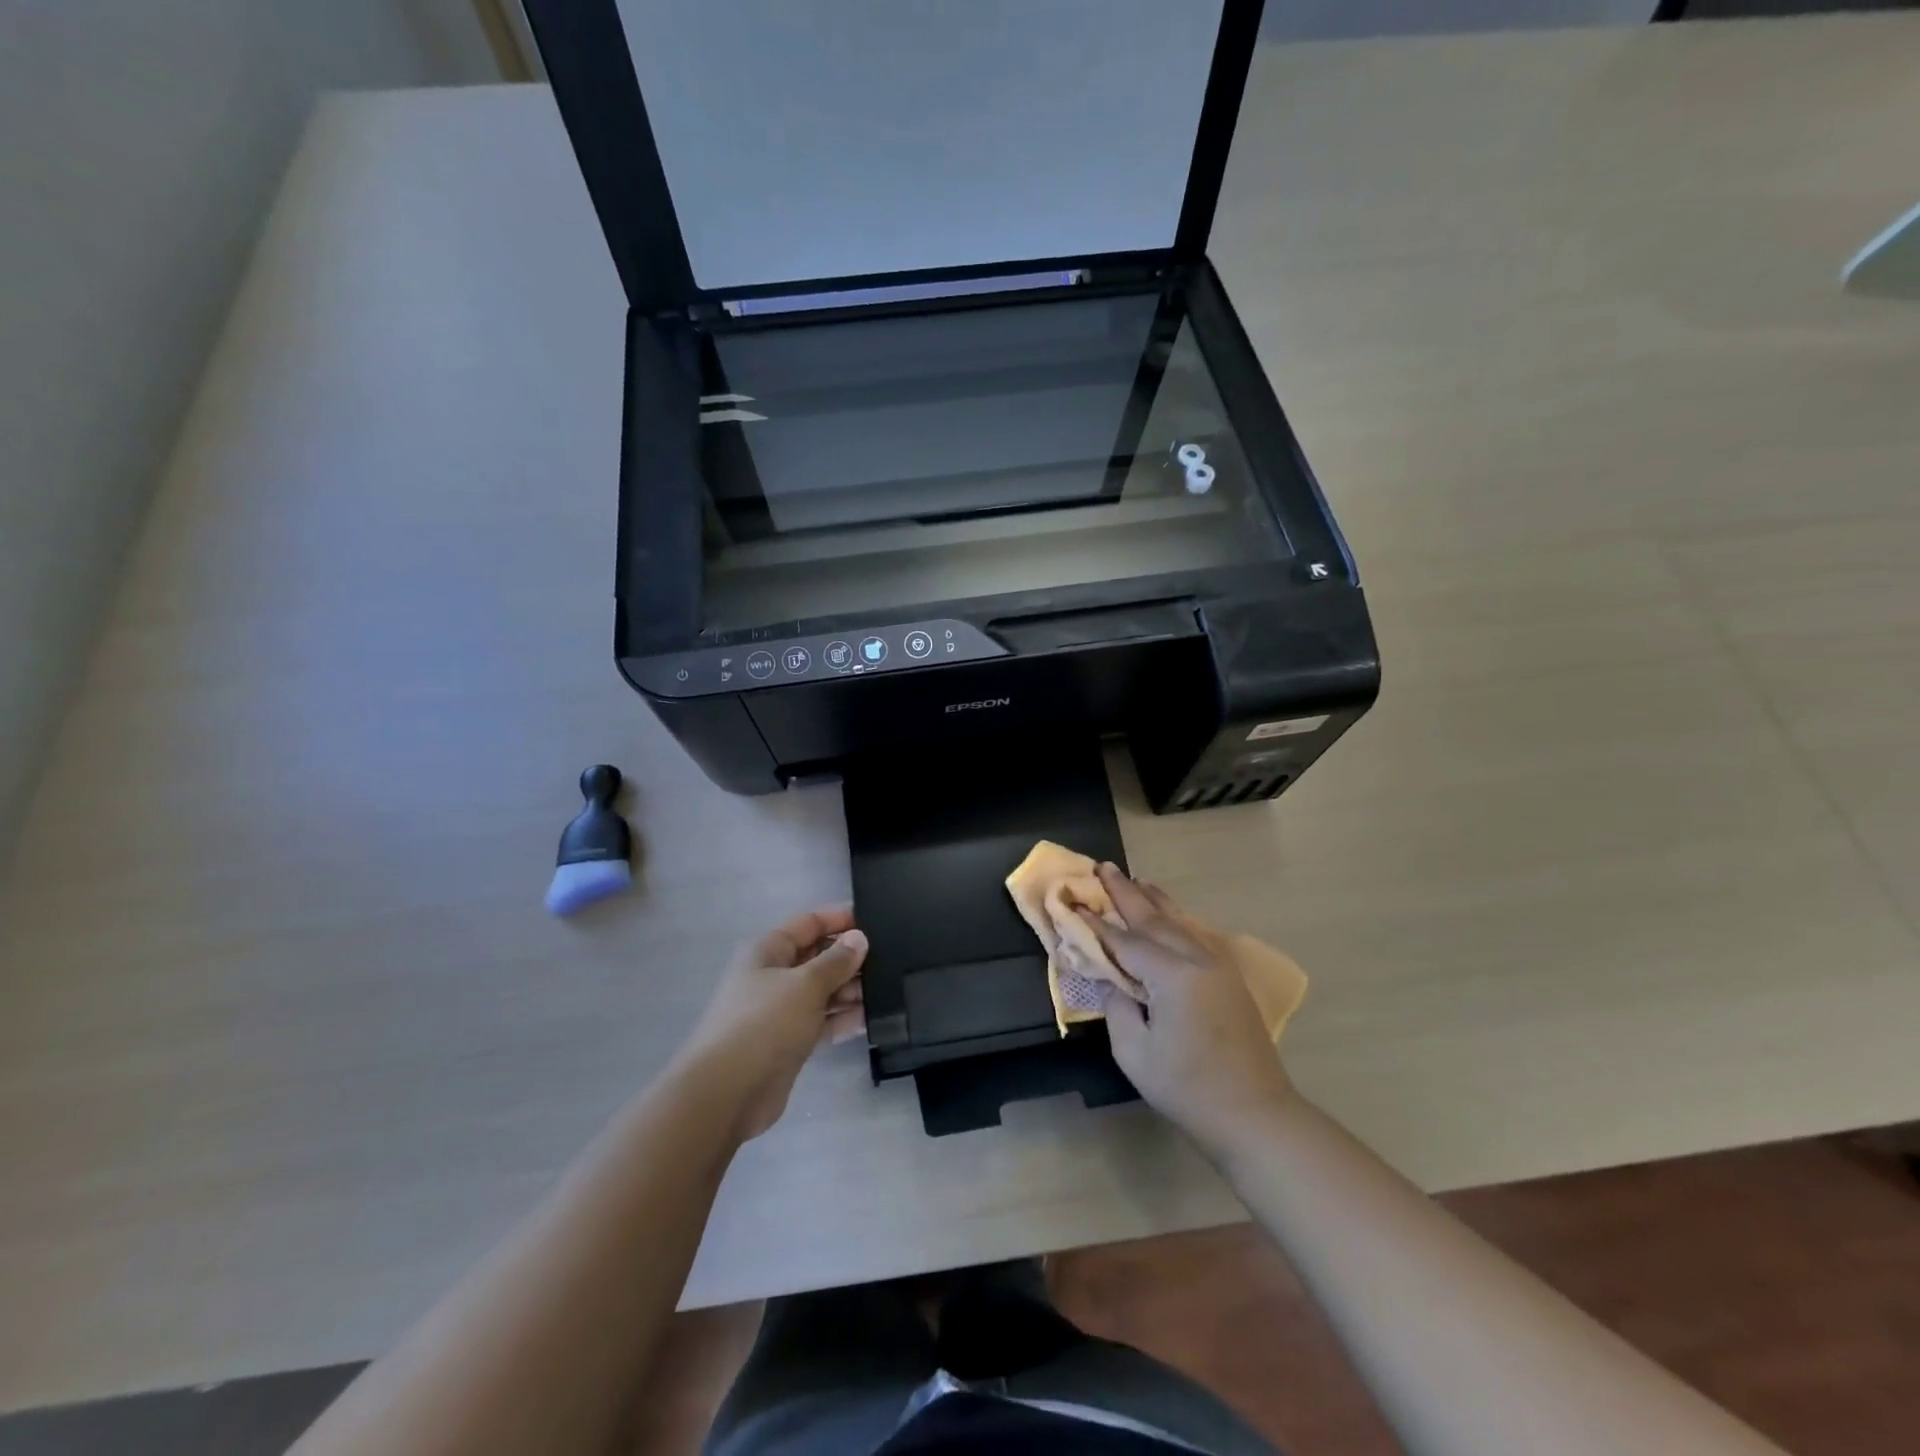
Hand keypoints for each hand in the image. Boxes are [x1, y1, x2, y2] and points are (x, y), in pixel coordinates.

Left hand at [676, 906, 867, 1141]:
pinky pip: (821, 1021)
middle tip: (890, 960)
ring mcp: (780, 1011)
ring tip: (887, 990)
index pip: (809, 923)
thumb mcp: (805, 984)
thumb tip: (859, 938)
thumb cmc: (764, 1023)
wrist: (727, 1093)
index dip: (840, 919)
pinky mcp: (788, 1042)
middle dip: (849, 958)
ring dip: (850, 990)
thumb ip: (836, 961)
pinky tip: (871, 1018)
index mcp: (768, 951)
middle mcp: (773, 976)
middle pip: (817, 957)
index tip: (875, 920)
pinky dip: (842, 1019)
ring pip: (822, 991)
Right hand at [1076, 865, 1293, 1157]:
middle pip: (1154, 919)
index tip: (1074, 903)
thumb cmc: (1189, 1089)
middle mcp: (1197, 959)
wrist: (1256, 1115)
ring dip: (1154, 900)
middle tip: (1103, 867)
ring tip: (1134, 880)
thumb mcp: (1136, 1054)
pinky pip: (1195, 934)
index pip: (1126, 941)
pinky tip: (1168, 913)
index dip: (1097, 924)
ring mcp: (1218, 966)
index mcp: (1173, 976)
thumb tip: (1112, 979)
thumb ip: (1117, 1007)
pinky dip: (1176, 918)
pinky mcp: (1229, 977)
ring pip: (1179, 921)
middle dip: (1126, 893)